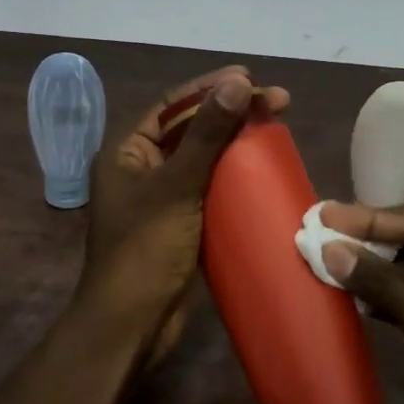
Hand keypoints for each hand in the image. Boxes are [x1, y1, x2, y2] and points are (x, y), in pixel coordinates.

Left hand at [79, 66, 289, 363]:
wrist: (131, 325)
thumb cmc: (145, 250)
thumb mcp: (177, 187)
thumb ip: (206, 136)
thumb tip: (236, 82)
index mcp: (126, 152)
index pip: (172, 107)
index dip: (211, 88)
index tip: (252, 78)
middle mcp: (140, 170)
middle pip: (189, 131)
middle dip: (229, 114)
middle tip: (276, 103)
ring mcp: (160, 200)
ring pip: (201, 161)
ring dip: (234, 145)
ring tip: (274, 130)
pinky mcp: (179, 226)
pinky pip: (208, 191)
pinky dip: (233, 179)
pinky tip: (262, 172)